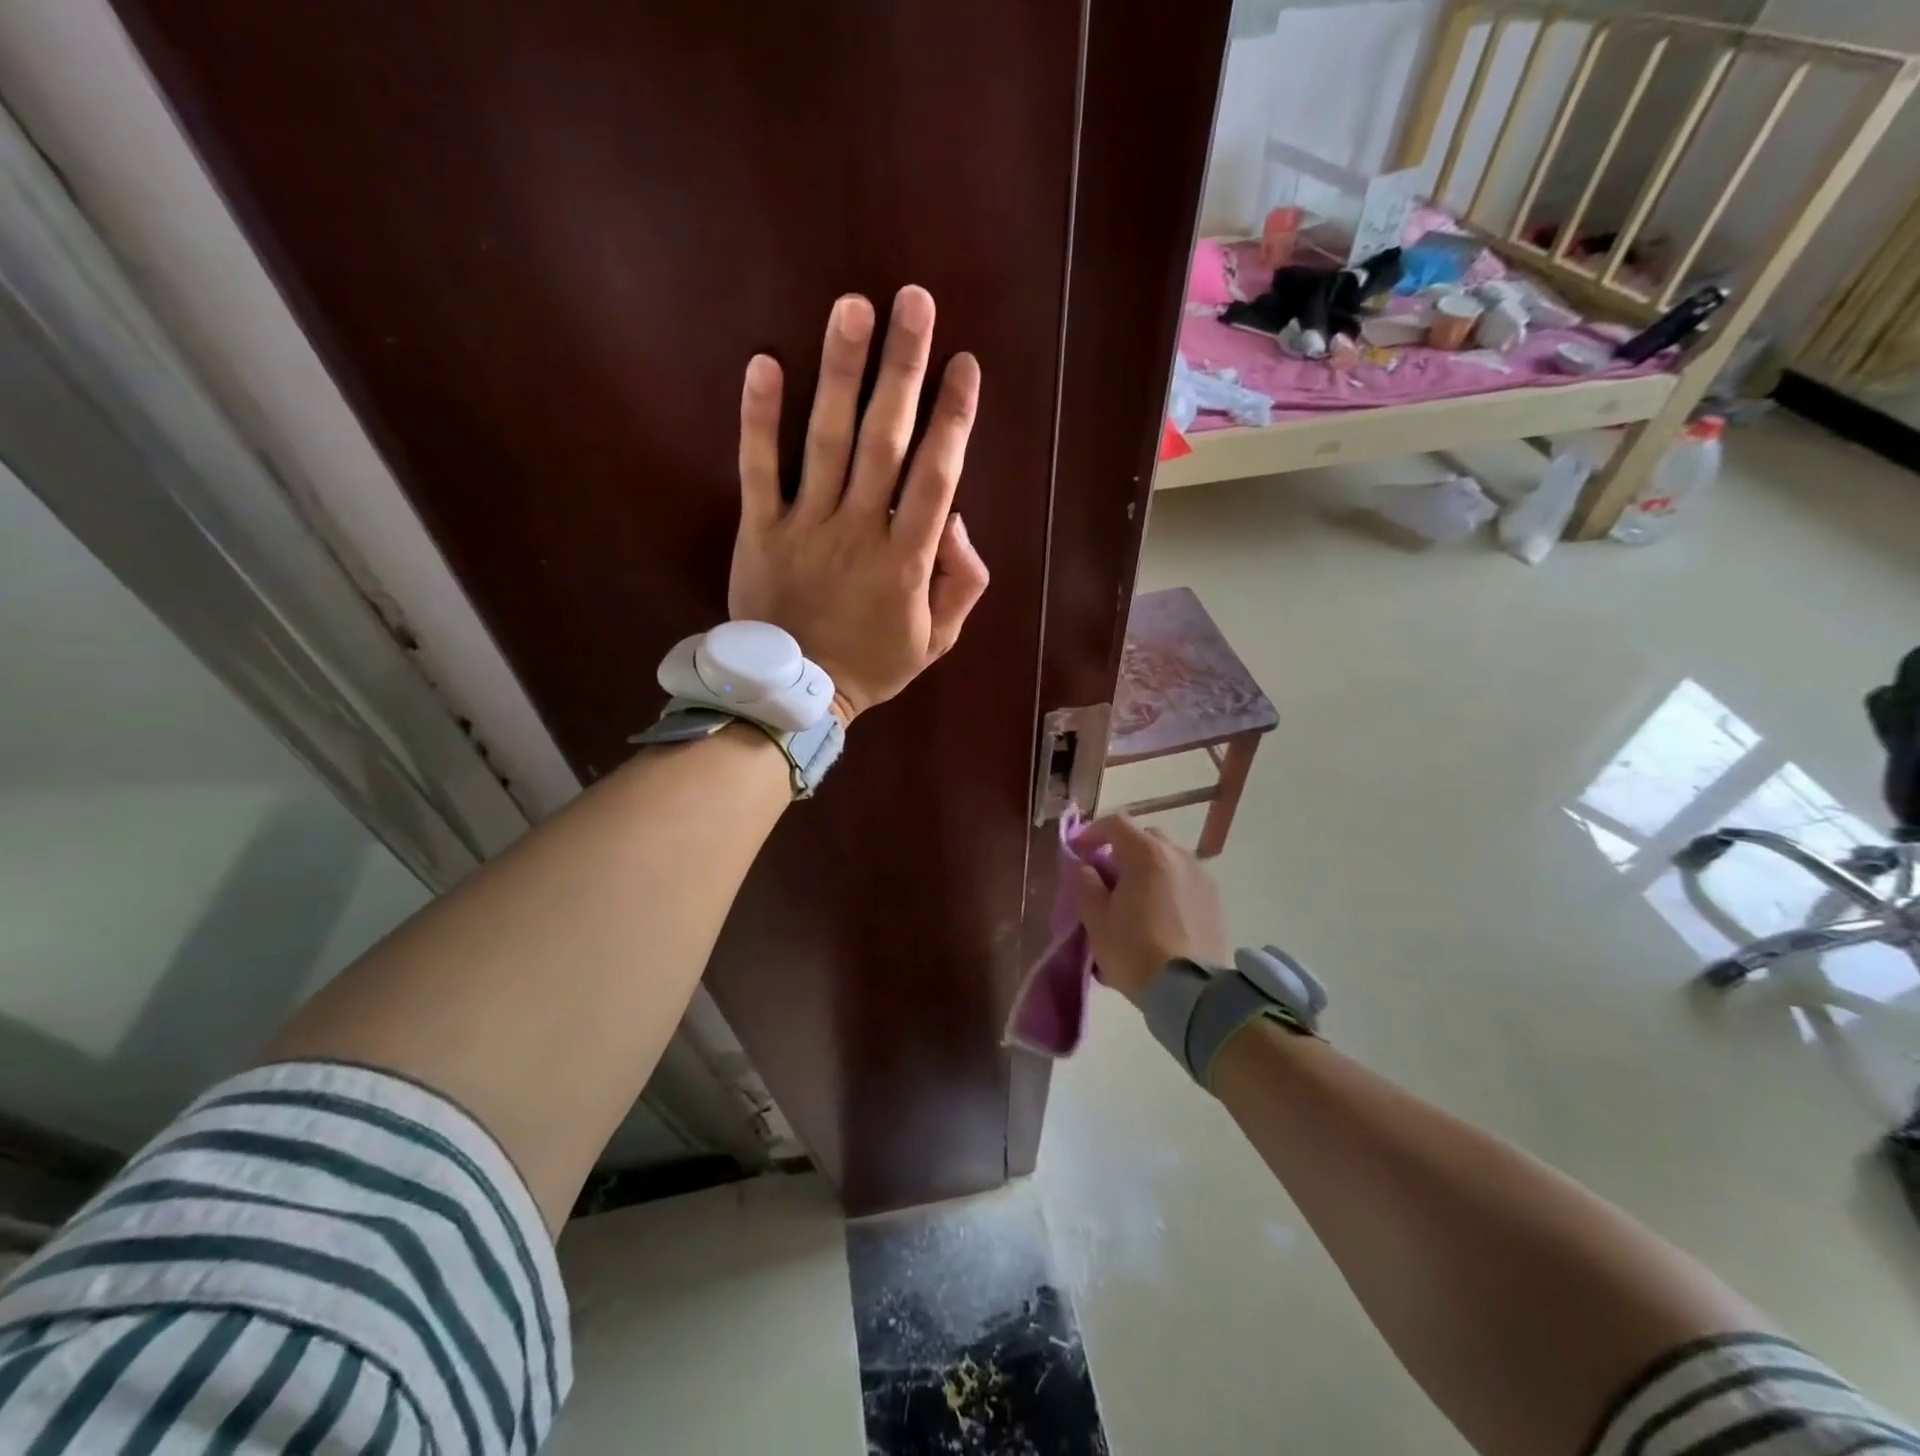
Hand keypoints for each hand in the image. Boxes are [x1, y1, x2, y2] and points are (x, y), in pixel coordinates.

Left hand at [729, 287, 989, 722]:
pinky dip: (759, 419)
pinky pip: (758, 470)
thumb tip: (956, 520)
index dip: (954, 418)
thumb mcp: (938, 639)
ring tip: (852, 308)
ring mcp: (806, 527)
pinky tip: (764, 364)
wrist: (797, 695)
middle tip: (913, 302)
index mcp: (907, 559)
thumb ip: (960, 582)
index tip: (964, 364)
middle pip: (886, 441)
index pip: (937, 476)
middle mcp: (860, 531)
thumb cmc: (873, 665)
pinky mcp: (760, 532)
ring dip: (841, 373)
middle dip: (903, 369)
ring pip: (827, 442)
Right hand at [1070, 816, 1230, 1004]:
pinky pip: (1184, 879)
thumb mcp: (1096, 918)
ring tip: (1134, 898)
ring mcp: (1201, 876)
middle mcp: (1178, 855)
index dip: (1092, 833)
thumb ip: (1084, 883)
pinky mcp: (1215, 900)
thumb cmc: (1134, 950)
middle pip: (1145, 837)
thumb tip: (1082, 865)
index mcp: (1146, 854)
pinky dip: (1168, 885)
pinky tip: (1159, 914)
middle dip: (1122, 849)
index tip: (1078, 852)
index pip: (1115, 823)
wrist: (1190, 992)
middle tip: (1106, 877)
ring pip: (1167, 858)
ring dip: (1147, 867)